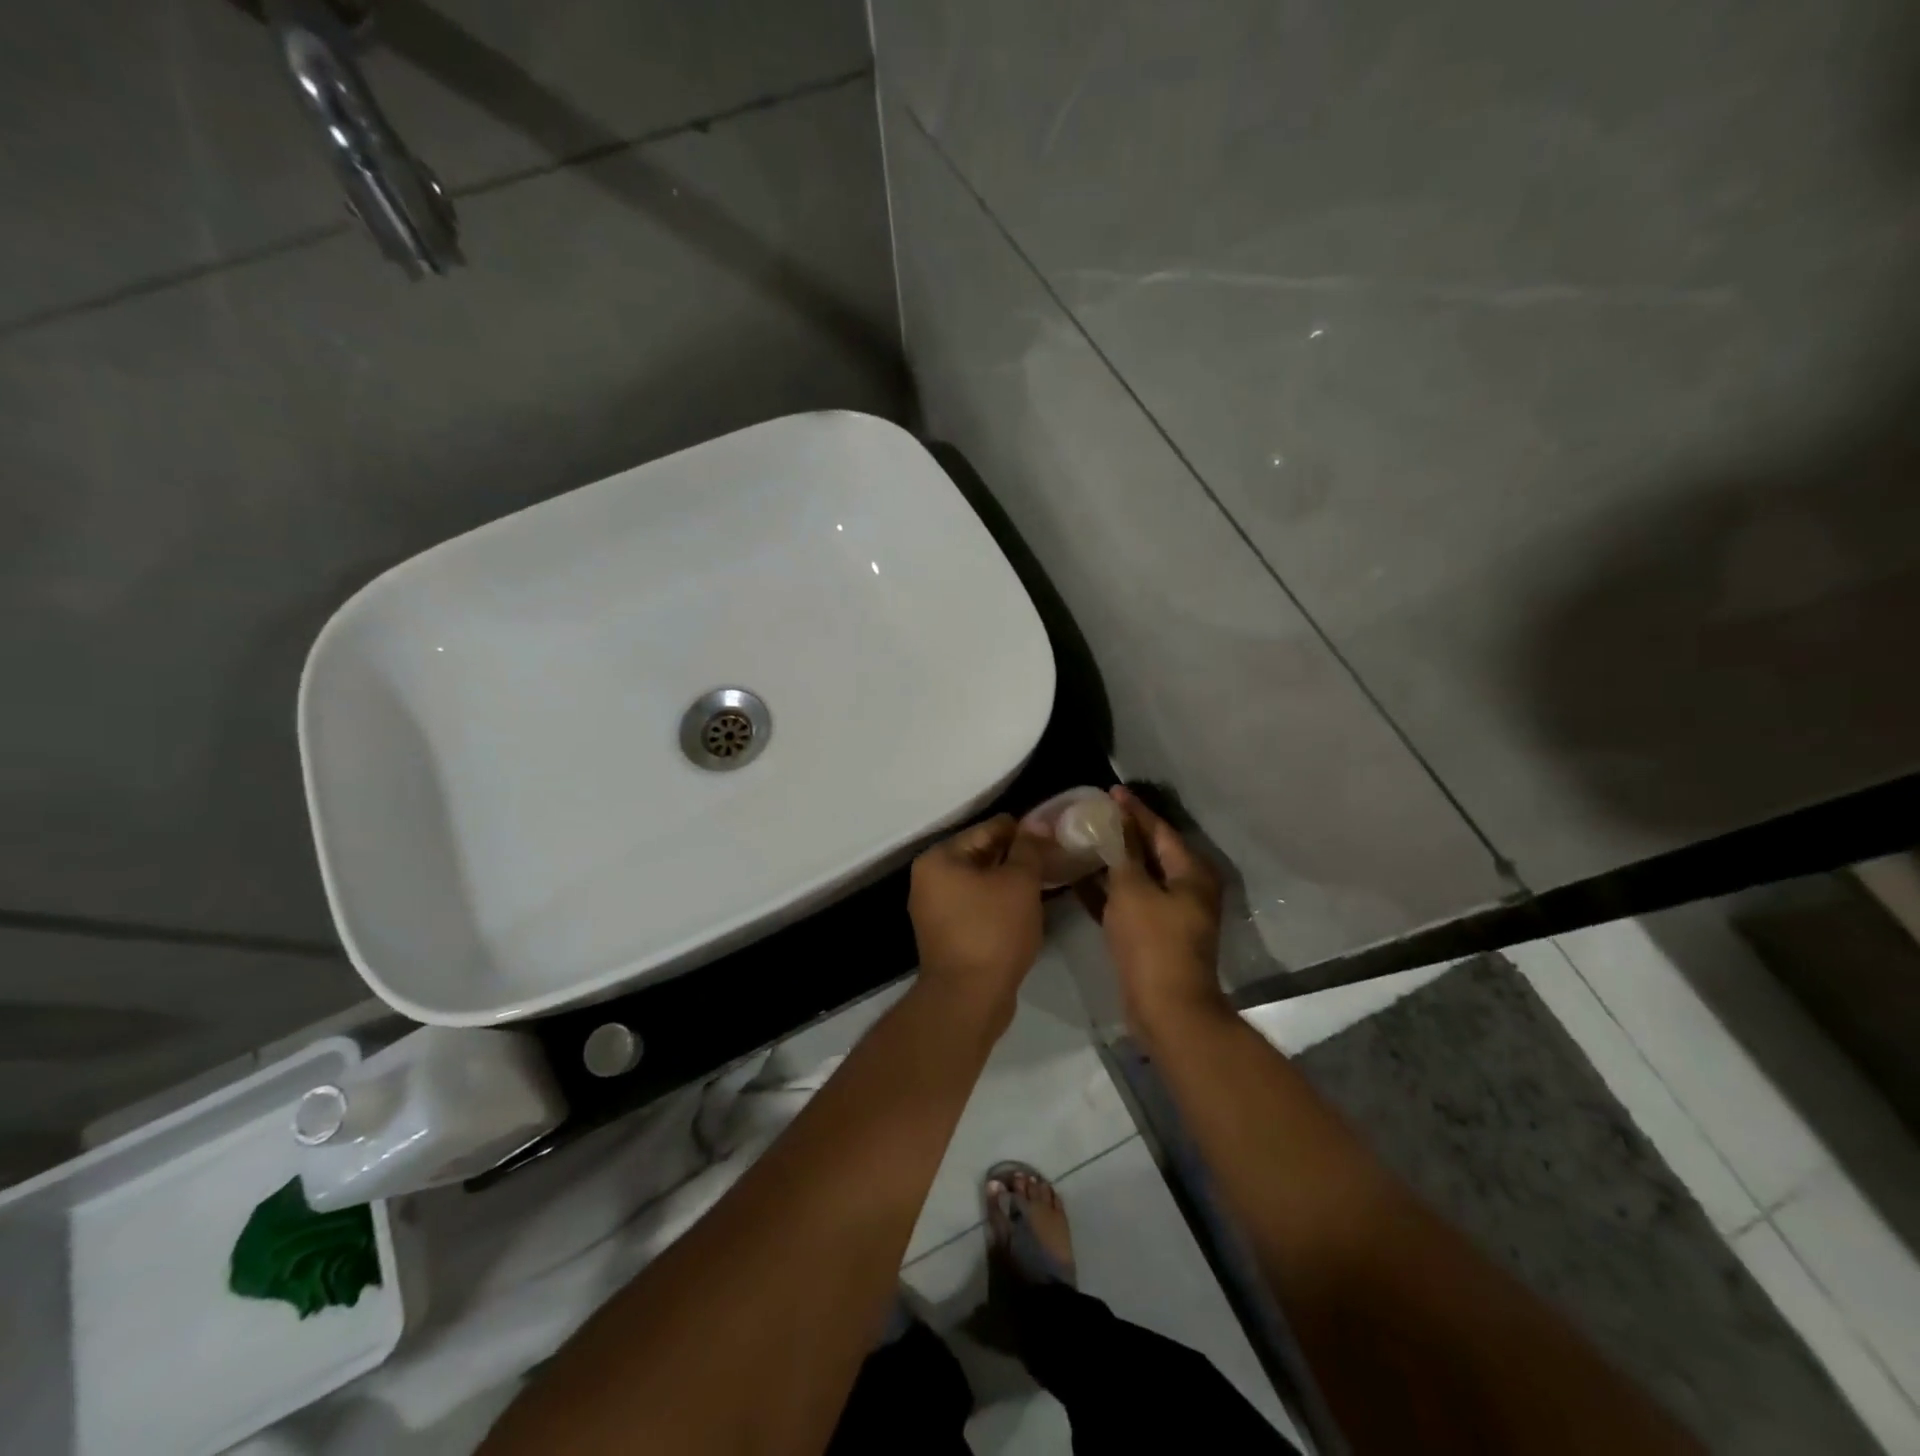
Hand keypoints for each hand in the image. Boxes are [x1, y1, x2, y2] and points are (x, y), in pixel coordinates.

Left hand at [908, 815, 1045, 1026]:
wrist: (969, 998)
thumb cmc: (993, 931)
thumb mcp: (1019, 882)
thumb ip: (1028, 849)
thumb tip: (1037, 824)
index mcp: (939, 859)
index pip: (987, 830)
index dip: (1021, 830)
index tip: (1051, 834)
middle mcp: (929, 880)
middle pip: (980, 855)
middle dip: (1014, 856)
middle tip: (1052, 857)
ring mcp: (934, 910)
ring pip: (979, 882)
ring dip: (1008, 881)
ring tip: (1044, 880)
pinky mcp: (946, 935)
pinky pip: (976, 906)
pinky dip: (998, 903)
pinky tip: (1025, 907)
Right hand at [1089, 787, 1227, 1031]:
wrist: (1166, 1008)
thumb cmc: (1152, 942)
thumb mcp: (1133, 889)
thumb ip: (1123, 852)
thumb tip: (1118, 821)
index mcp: (1190, 872)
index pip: (1159, 829)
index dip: (1134, 810)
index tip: (1110, 791)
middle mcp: (1186, 889)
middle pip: (1151, 851)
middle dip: (1122, 832)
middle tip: (1093, 814)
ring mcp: (1172, 914)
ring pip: (1139, 877)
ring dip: (1113, 861)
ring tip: (1082, 841)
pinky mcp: (1155, 935)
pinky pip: (1130, 901)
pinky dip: (1109, 890)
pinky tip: (1080, 880)